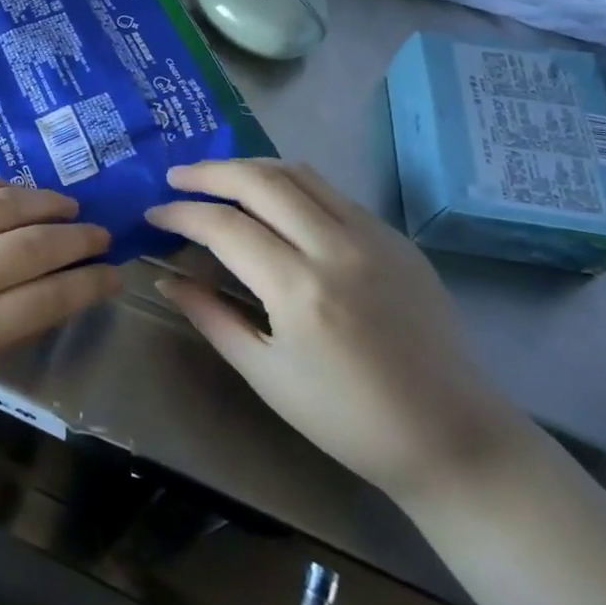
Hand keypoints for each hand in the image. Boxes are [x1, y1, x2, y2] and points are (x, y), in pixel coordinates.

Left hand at [0, 173, 118, 394]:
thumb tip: (45, 284)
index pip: (43, 302)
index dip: (88, 285)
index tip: (115, 274)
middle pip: (32, 248)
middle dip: (77, 240)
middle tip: (101, 234)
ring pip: (2, 204)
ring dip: (45, 203)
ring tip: (68, 206)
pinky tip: (16, 190)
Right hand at [146, 160, 523, 505]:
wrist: (452, 436)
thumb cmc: (348, 419)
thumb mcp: (266, 375)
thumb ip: (211, 317)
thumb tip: (165, 279)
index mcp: (300, 289)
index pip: (224, 225)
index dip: (181, 213)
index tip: (152, 213)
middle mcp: (336, 247)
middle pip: (260, 180)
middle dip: (210, 172)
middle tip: (177, 178)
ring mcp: (373, 235)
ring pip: (299, 173)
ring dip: (250, 168)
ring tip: (218, 178)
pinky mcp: (396, 237)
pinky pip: (331, 192)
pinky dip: (290, 185)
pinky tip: (273, 203)